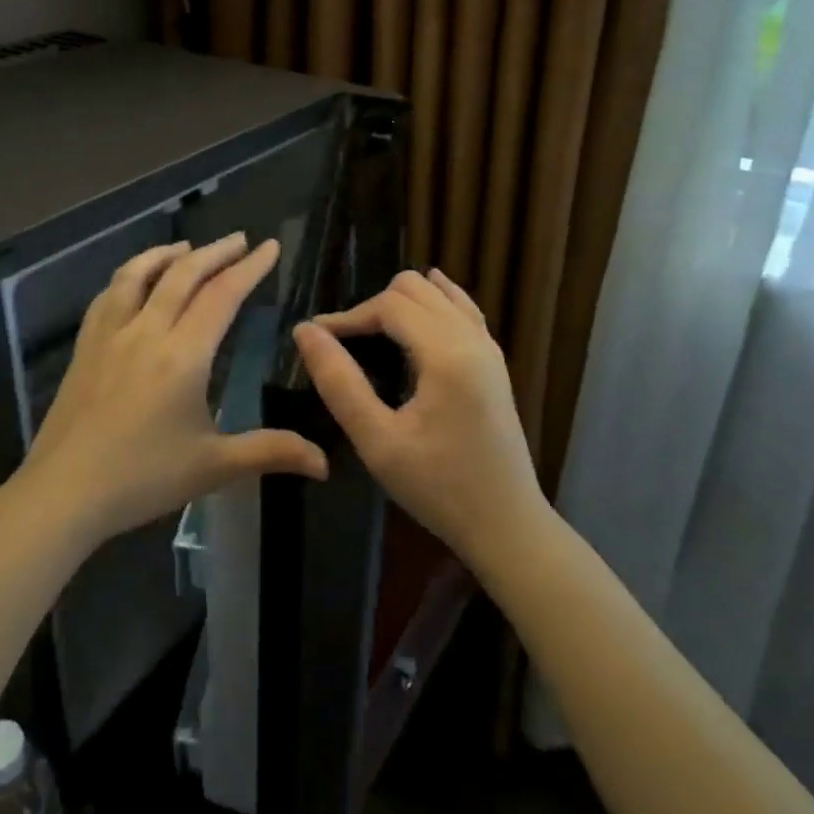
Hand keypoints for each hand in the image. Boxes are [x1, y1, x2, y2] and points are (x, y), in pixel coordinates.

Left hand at [18, 234, 328, 546]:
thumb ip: (270, 452)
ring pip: (138, 274)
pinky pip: (108, 295)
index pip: (222, 296)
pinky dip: (129, 276)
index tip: (269, 246)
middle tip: (240, 240)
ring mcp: (109, 335)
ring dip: (167, 254)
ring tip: (188, 248)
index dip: (249, 268)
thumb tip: (324, 462)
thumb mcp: (213, 467)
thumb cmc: (143, 478)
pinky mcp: (84, 346)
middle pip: (183, 275)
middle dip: (216, 252)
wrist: (64, 491)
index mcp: (183, 356)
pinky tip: (134, 282)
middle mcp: (146, 331)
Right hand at [292, 269, 546, 569]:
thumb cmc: (438, 487)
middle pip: (414, 289)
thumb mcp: (378, 441)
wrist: (507, 524)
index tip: (317, 338)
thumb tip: (306, 332)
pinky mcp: (494, 361)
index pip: (389, 305)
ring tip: (373, 335)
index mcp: (447, 354)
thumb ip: (339, 382)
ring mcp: (489, 347)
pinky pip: (461, 309)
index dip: (349, 315)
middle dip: (374, 307)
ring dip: (402, 304)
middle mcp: (472, 338)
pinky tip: (415, 316)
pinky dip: (433, 304)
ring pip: (439, 293)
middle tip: (346, 344)